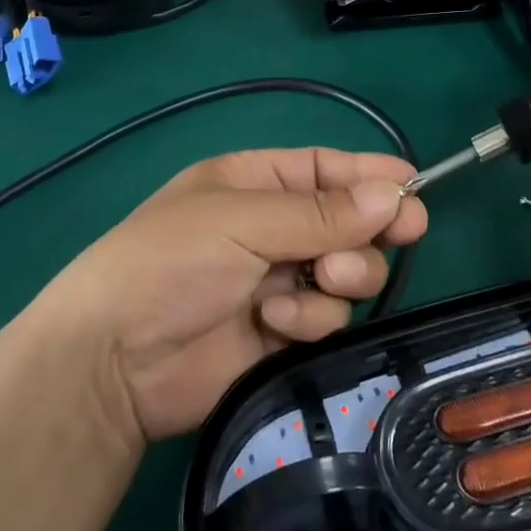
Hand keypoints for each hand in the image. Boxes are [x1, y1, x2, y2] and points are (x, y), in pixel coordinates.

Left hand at [46, 149, 426, 443]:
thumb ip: (320, 213)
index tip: (414, 187)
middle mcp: (270, 229)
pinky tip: (275, 322)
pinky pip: (326, 317)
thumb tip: (394, 194)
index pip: (324, 169)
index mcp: (253, 184)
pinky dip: (309, 317)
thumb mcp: (241, 222)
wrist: (115, 361)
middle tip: (400, 234)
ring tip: (309, 283)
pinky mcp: (282, 333)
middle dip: (365, 231)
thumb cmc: (170, 261)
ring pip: (345, 273)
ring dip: (338, 277)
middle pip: (347, 222)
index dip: (369, 175)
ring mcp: (277, 282)